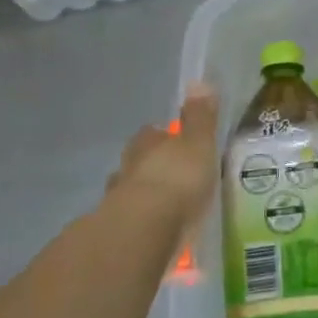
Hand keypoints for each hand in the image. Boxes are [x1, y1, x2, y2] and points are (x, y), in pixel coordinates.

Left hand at [106, 83, 220, 236]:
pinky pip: (134, 225)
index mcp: (147, 144)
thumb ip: (200, 117)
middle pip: (138, 163)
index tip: (175, 143)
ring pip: (132, 194)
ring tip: (167, 208)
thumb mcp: (199, 144)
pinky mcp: (118, 234)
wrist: (144, 231)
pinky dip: (145, 226)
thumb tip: (199, 82)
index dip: (163, 137)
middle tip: (172, 176)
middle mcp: (127, 168)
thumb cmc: (177, 179)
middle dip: (151, 167)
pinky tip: (159, 234)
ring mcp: (118, 202)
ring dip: (145, 198)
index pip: (151, 134)